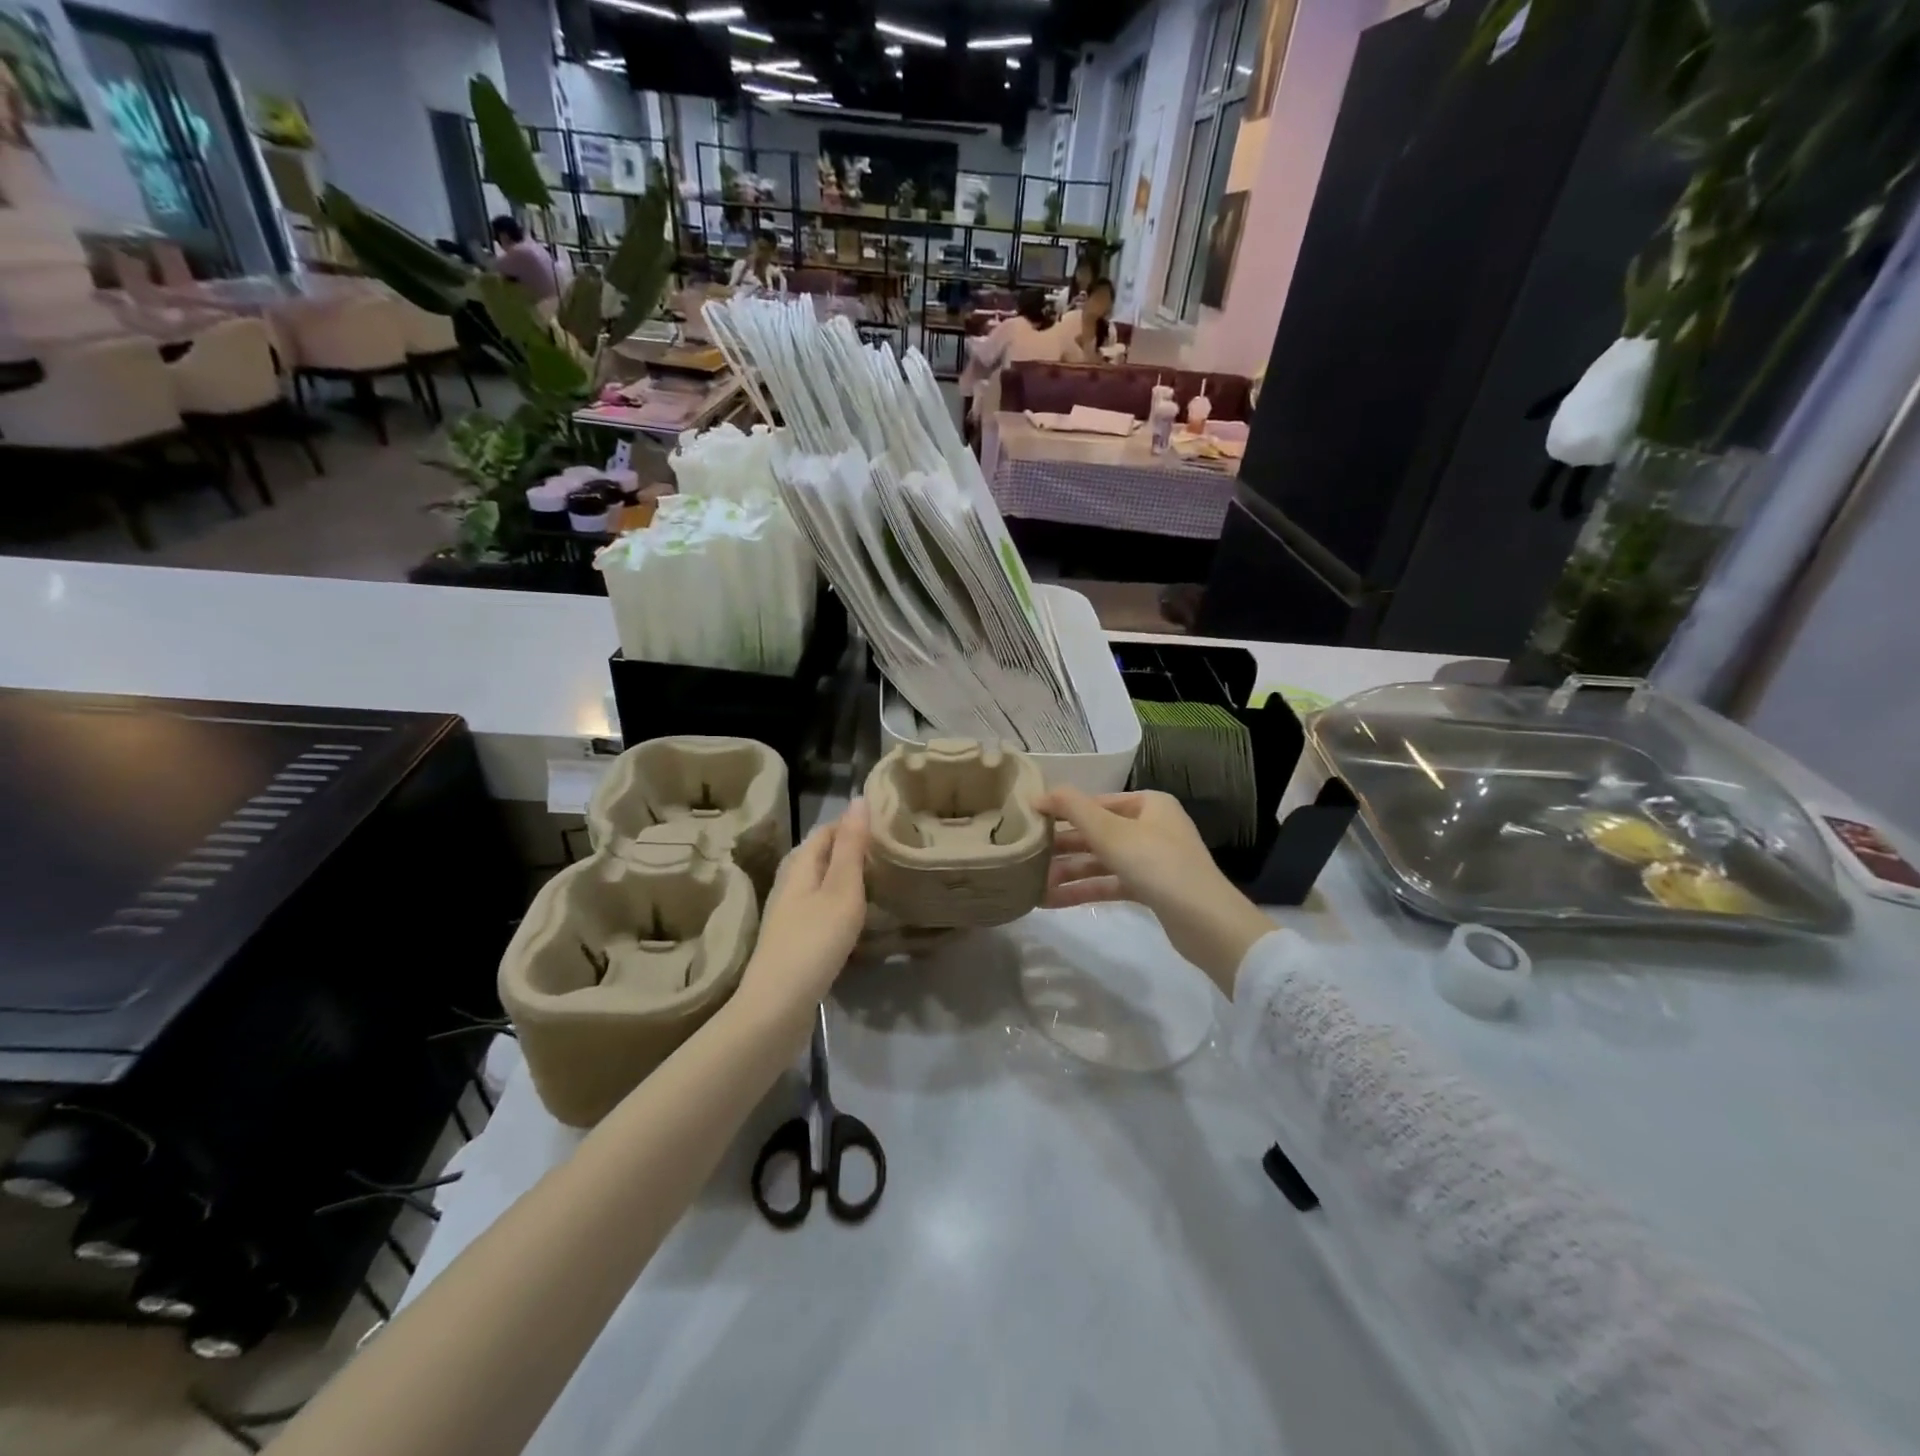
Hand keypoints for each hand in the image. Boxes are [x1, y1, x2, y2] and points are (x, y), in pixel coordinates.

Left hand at [738, 800, 869, 1011]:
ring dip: (846, 877)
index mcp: (799, 866)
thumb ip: (852, 847)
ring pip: (820, 883)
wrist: (777, 1007)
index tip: (888, 826)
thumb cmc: (814, 942)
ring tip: (879, 880)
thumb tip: (859, 799)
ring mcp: (789, 915)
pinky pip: (820, 908)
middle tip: (889, 852)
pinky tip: (857, 917)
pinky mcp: (794, 940)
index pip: (826, 830)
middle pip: (820, 855)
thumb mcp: (841, 890)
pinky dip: (841, 903)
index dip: (853, 823)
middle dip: (851, 849)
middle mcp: (789, 885)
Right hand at [1035, 787, 1274, 996]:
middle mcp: (1152, 827)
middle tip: (1026, 855)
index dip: (1062, 811)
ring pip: (1101, 861)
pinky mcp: (1151, 889)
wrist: (1205, 922)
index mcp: (1149, 804)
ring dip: (1068, 871)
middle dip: (1062, 847)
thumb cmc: (1156, 864)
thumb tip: (1038, 793)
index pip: (1096, 802)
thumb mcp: (1110, 832)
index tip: (1029, 821)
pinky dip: (1083, 890)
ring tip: (1032, 884)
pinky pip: (1110, 883)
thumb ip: (1073, 809)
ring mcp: (1152, 860)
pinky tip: (1051, 901)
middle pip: (1097, 832)